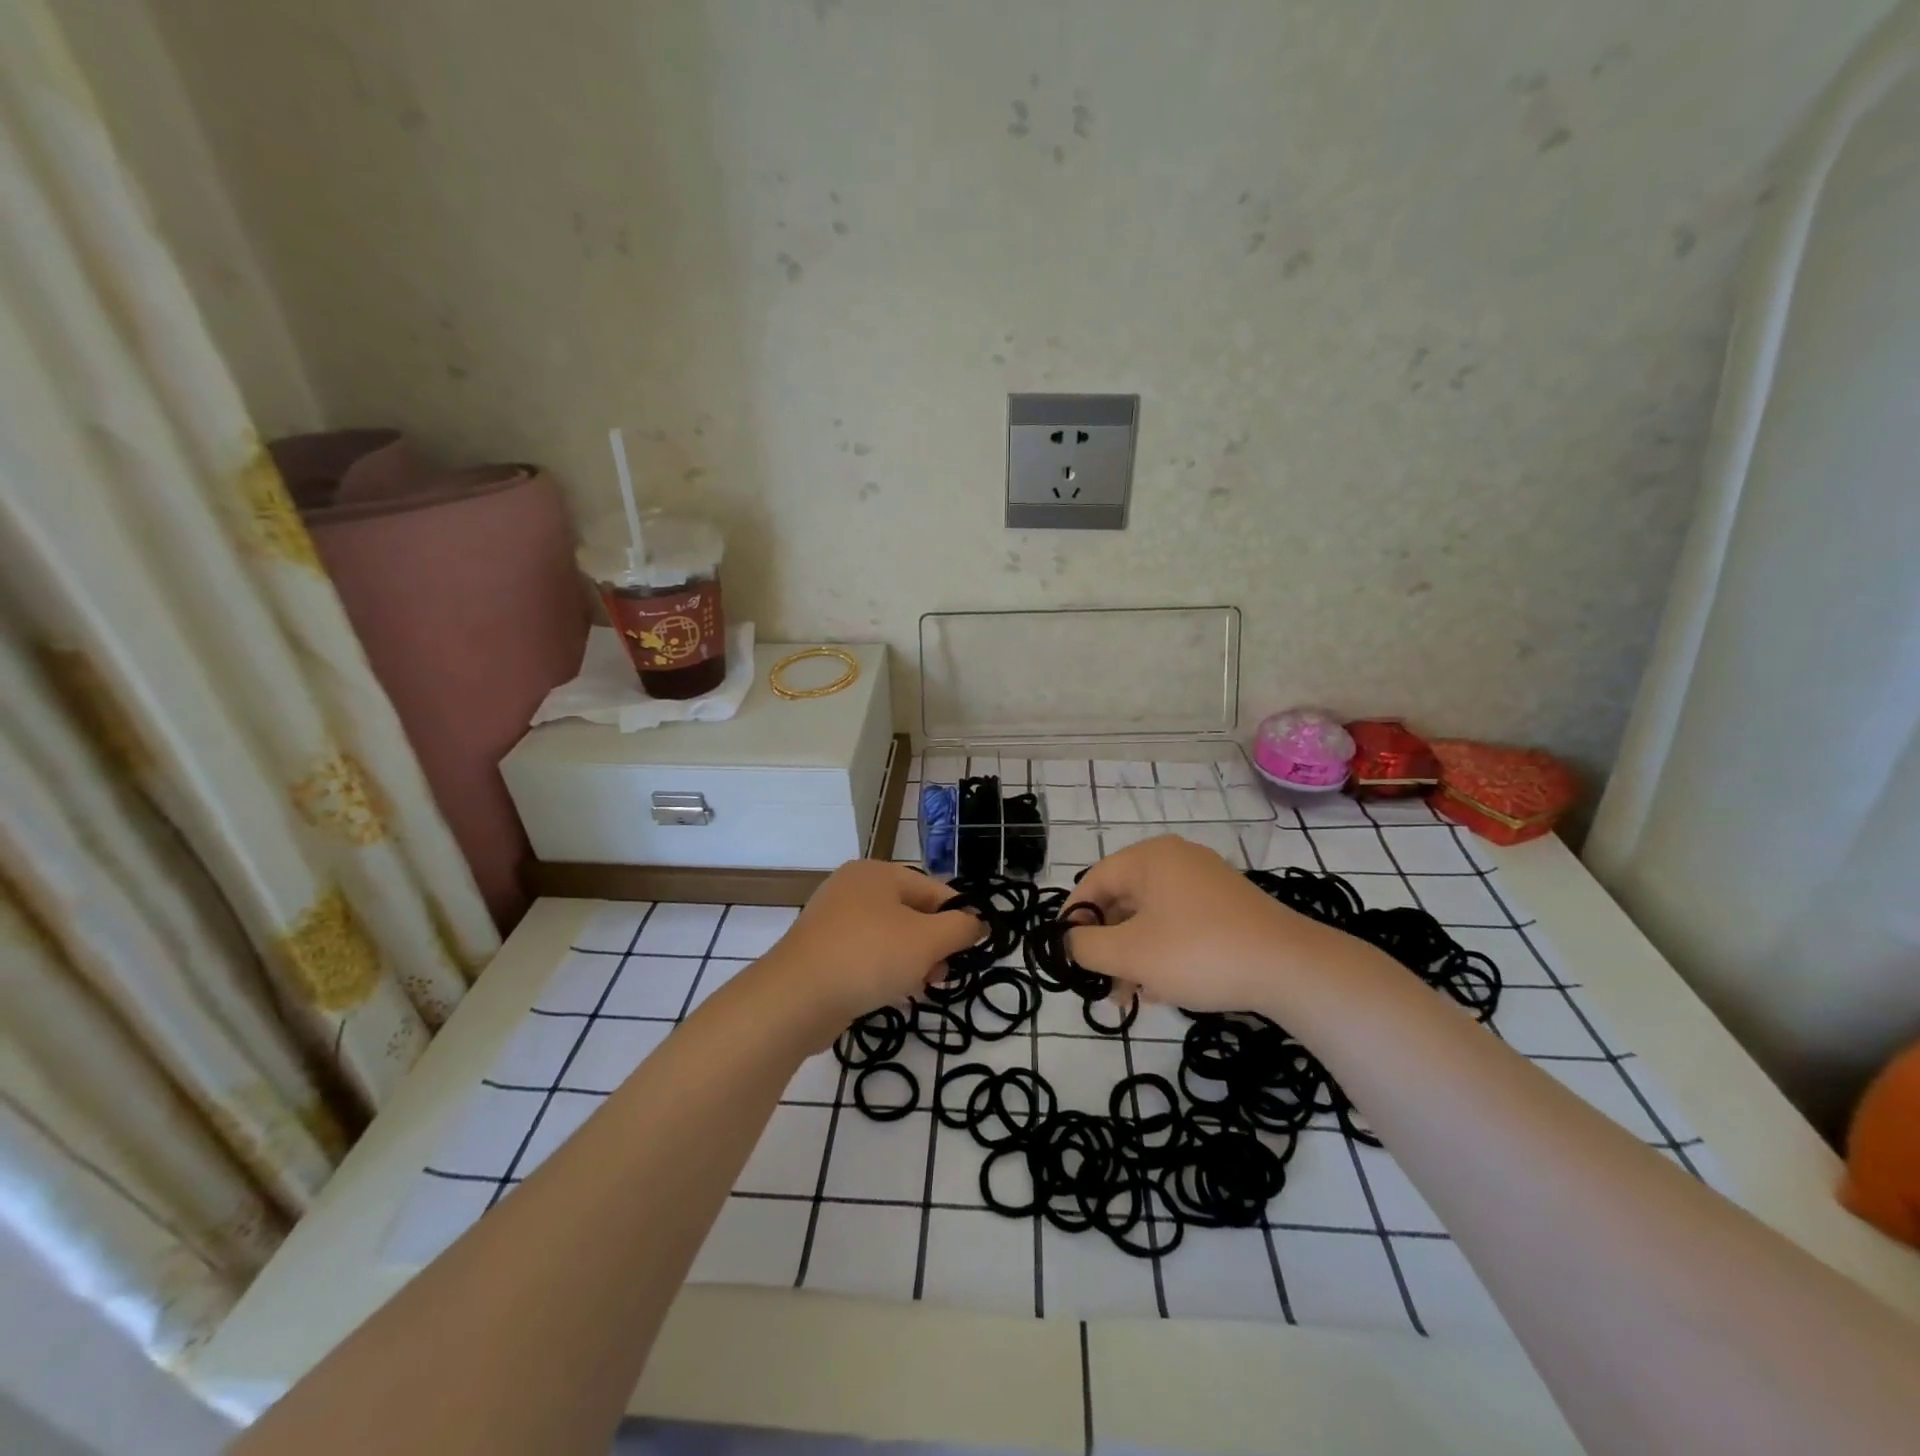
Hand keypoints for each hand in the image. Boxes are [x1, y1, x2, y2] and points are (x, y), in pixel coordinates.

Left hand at [764, 860, 984, 1027]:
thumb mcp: (927, 940)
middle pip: (910, 912)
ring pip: (888, 936)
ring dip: (911, 961)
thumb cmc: (869, 956)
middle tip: (944, 974)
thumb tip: (979, 922)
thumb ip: (960, 928)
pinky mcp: (820, 951)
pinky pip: (864, 955)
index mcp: (878, 872)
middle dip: (933, 944)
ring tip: (921, 987)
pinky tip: (891, 994)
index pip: (934, 889)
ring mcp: (832, 919)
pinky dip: (883, 970)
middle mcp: (853, 887)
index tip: (973, 950)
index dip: (959, 917)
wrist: (796, 997)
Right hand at [1065, 835, 1344, 1013]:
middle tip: (1100, 983)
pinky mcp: (1228, 908)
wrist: (1291, 968)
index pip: (1094, 880)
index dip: (1073, 917)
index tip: (1065, 953)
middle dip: (1107, 945)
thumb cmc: (1198, 952)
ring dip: (1134, 955)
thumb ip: (1086, 946)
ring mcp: (1206, 883)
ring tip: (1130, 996)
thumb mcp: (1131, 953)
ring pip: (1152, 917)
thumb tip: (1069, 941)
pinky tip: (1163, 990)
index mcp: (1150, 858)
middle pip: (1123, 900)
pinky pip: (1180, 925)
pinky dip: (1164, 952)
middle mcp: (1176, 860)